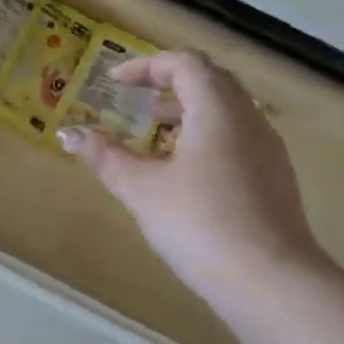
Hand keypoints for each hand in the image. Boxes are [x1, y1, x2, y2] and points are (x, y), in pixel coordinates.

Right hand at [58, 50, 325, 302]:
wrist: (267, 279)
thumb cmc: (198, 224)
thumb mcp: (141, 190)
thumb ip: (105, 157)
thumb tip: (68, 133)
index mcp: (218, 109)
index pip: (185, 64)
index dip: (147, 66)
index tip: (116, 84)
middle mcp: (250, 118)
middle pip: (211, 81)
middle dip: (169, 86)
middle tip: (136, 104)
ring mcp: (268, 149)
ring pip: (228, 111)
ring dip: (190, 113)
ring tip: (156, 138)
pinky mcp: (275, 177)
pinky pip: (239, 138)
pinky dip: (208, 137)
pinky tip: (187, 174)